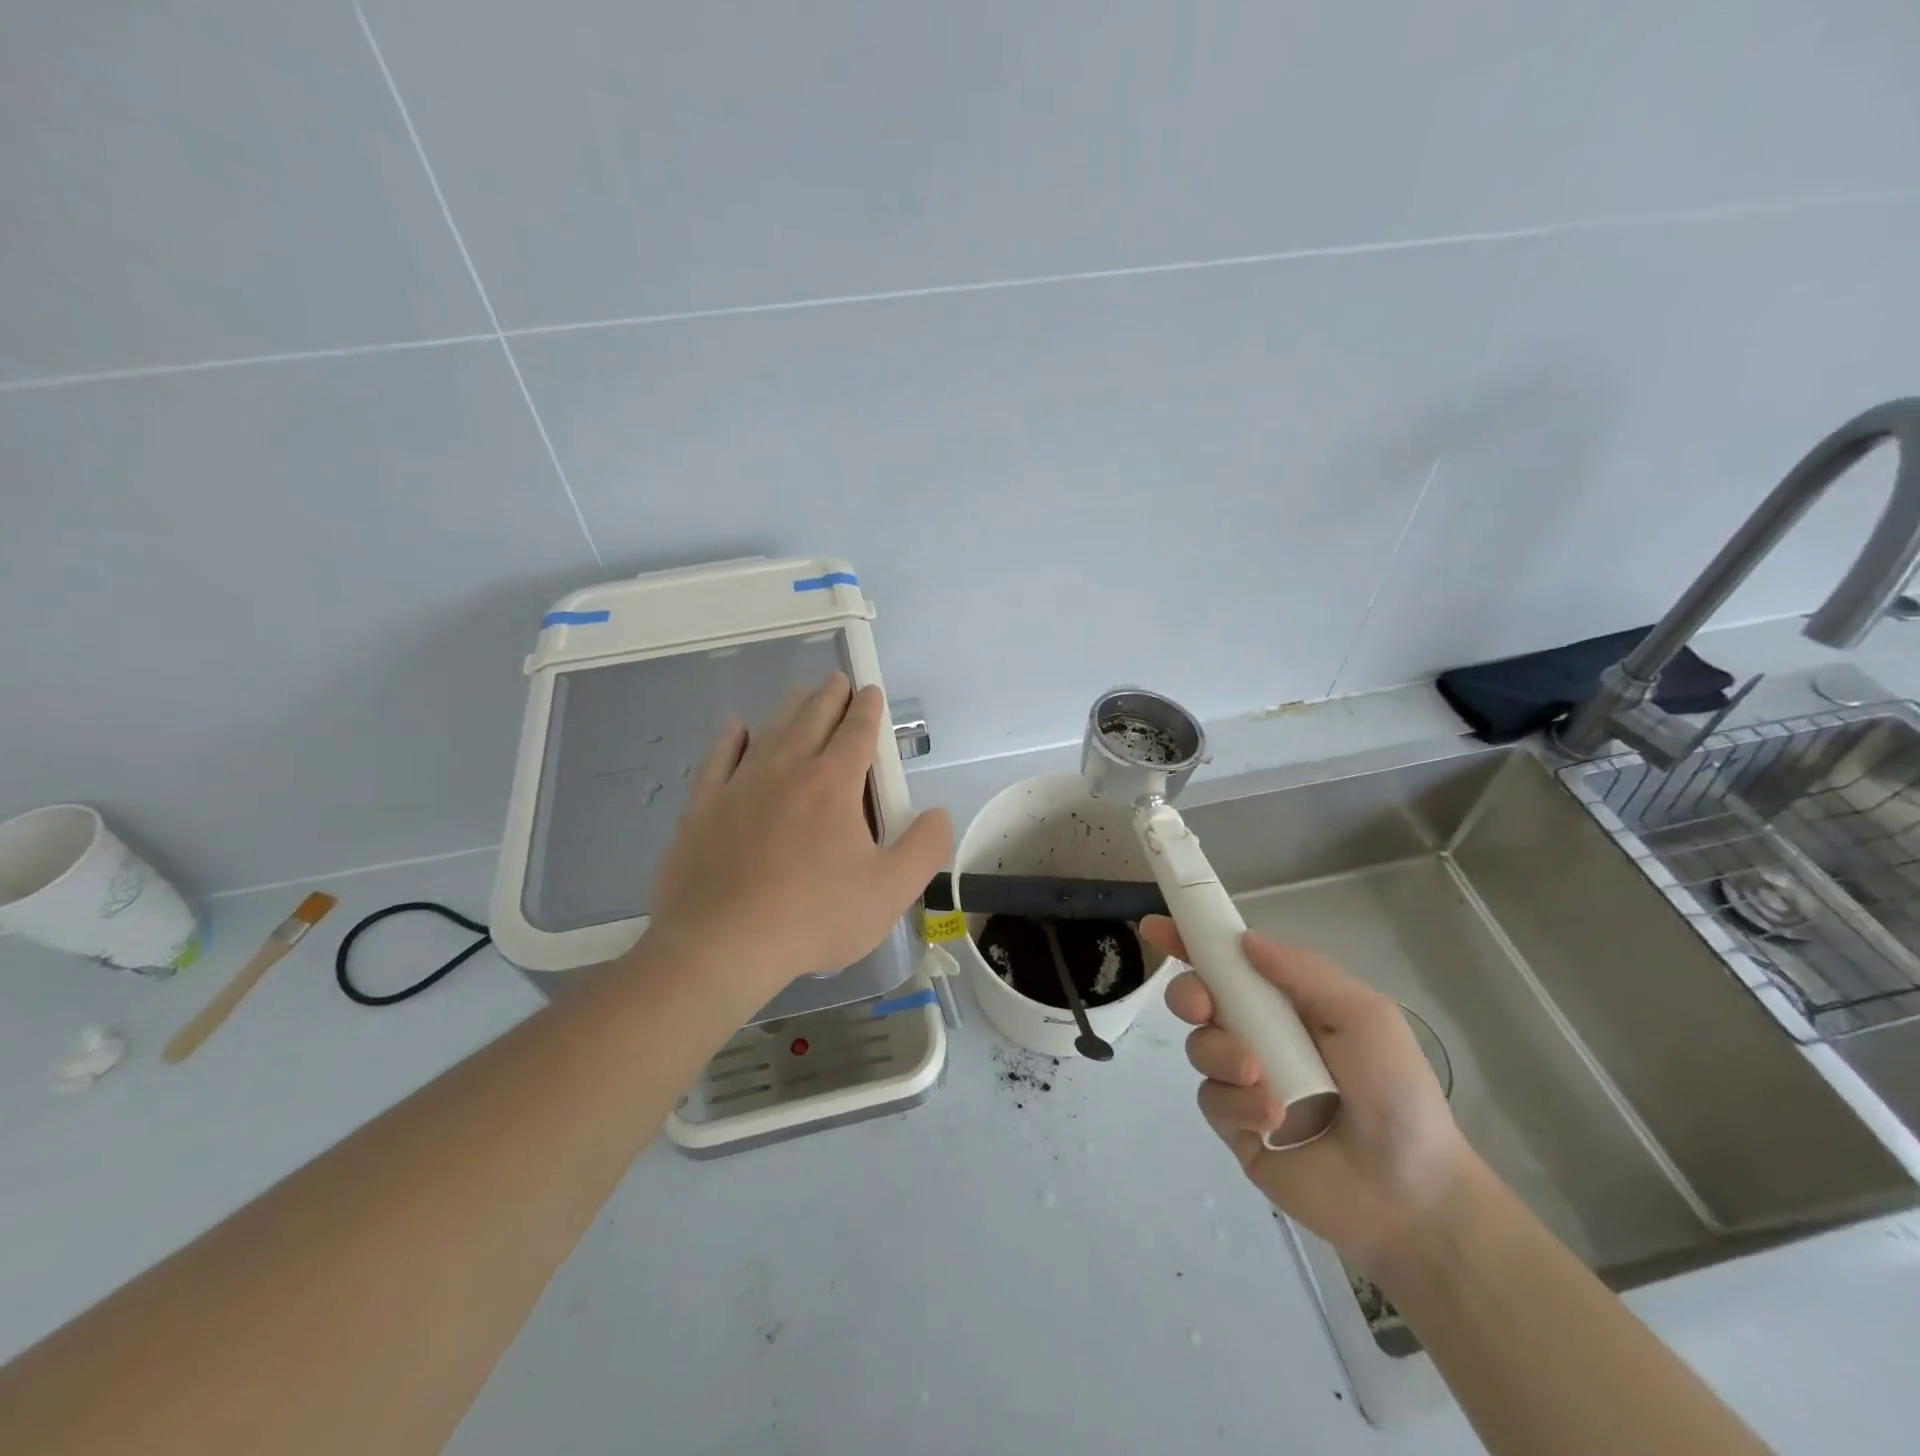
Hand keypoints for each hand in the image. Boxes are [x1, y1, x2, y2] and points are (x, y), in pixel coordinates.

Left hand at [648, 674, 952, 990]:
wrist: (722, 945)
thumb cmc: (814, 917)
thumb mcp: (891, 890)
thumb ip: (925, 847)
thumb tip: (938, 813)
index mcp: (833, 783)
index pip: (857, 731)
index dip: (868, 708)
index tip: (871, 691)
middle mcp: (787, 769)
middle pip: (813, 718)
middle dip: (831, 696)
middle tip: (838, 681)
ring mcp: (740, 784)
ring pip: (770, 730)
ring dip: (790, 708)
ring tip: (801, 695)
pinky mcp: (703, 805)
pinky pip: (719, 757)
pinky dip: (731, 737)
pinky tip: (736, 727)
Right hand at [1140, 917, 1476, 1270]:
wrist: (1410, 1194)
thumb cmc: (1395, 1092)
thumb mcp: (1363, 1015)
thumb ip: (1304, 970)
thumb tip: (1243, 939)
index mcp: (1286, 1003)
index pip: (1229, 962)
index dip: (1190, 940)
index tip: (1155, 926)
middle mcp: (1258, 1034)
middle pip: (1198, 998)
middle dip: (1189, 993)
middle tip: (1203, 1007)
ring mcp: (1243, 1080)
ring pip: (1199, 1047)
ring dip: (1221, 1054)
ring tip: (1259, 1078)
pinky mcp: (1235, 1125)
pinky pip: (1210, 1098)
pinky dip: (1235, 1102)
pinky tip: (1270, 1118)